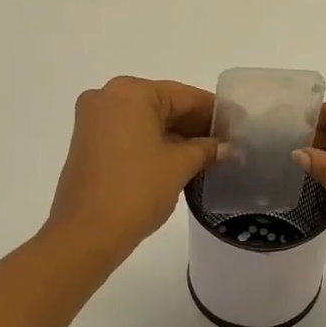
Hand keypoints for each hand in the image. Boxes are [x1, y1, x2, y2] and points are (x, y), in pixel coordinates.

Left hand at [44, 77, 219, 263]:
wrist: (85, 234)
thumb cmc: (136, 190)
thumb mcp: (179, 165)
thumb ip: (206, 149)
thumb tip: (225, 146)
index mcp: (130, 92)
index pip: (185, 96)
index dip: (215, 111)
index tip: (239, 124)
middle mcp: (108, 97)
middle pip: (164, 105)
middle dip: (196, 124)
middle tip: (229, 142)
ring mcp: (94, 121)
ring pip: (147, 121)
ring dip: (178, 136)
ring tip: (211, 154)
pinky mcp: (89, 143)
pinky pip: (132, 134)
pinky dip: (156, 144)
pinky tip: (183, 160)